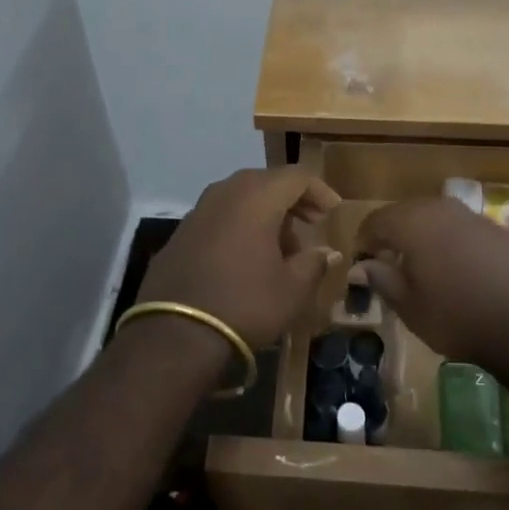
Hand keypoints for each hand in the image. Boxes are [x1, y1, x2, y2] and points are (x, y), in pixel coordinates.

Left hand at [133, 168, 341, 349]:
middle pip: (267, 182)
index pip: (296, 176)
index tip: (333, 211)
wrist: (175, 333)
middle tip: (312, 224)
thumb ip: (314, 263)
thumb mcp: (292, 290)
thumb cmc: (245, 303)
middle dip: (293, 201)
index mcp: (257, 196)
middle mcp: (226, 191)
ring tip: (282, 248)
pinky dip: (240, 225)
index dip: (319, 190)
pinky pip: (221, 215)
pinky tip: (247, 256)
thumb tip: (328, 252)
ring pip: (242, 197)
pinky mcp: (182, 230)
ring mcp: (200, 209)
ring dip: (266, 214)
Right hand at [356, 198, 508, 368]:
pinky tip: (463, 272)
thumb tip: (363, 265)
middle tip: (391, 262)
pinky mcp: (502, 231)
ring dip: (427, 236)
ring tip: (427, 266)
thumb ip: (382, 280)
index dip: (365, 239)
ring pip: (439, 219)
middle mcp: (442, 209)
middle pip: (407, 213)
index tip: (362, 260)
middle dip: (395, 234)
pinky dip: (456, 244)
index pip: (376, 220)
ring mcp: (475, 217)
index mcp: (412, 222)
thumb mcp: (410, 307)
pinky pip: (467, 231)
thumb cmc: (458, 317)